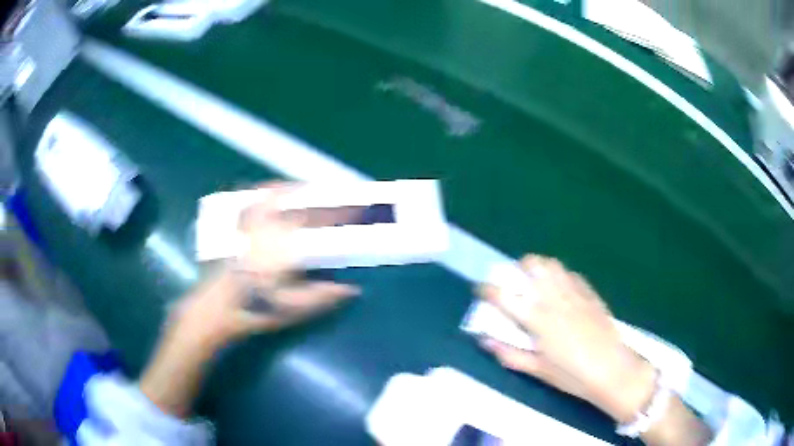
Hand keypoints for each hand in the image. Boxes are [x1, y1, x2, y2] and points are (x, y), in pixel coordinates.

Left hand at [171, 182, 360, 353]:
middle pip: (297, 205)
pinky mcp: (236, 228)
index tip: (354, 210)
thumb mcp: (292, 309)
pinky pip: (253, 201)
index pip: (316, 224)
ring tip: (306, 189)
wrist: (216, 308)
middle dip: (318, 199)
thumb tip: (352, 288)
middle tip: (333, 198)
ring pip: (273, 196)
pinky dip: (266, 193)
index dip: (338, 215)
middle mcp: (266, 230)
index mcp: (282, 249)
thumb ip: (322, 297)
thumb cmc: (255, 309)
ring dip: (293, 190)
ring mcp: (249, 226)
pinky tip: (272, 194)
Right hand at [477, 255, 655, 423]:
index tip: (481, 290)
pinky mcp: (590, 293)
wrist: (611, 369)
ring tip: (536, 281)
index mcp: (536, 319)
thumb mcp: (537, 369)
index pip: (504, 296)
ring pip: (552, 264)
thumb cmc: (571, 375)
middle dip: (516, 268)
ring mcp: (574, 292)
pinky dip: (560, 276)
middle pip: (531, 265)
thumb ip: (509, 354)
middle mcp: (553, 298)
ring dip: (539, 267)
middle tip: (514, 283)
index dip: (487, 289)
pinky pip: (571, 274)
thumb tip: (485, 342)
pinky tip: (562, 290)